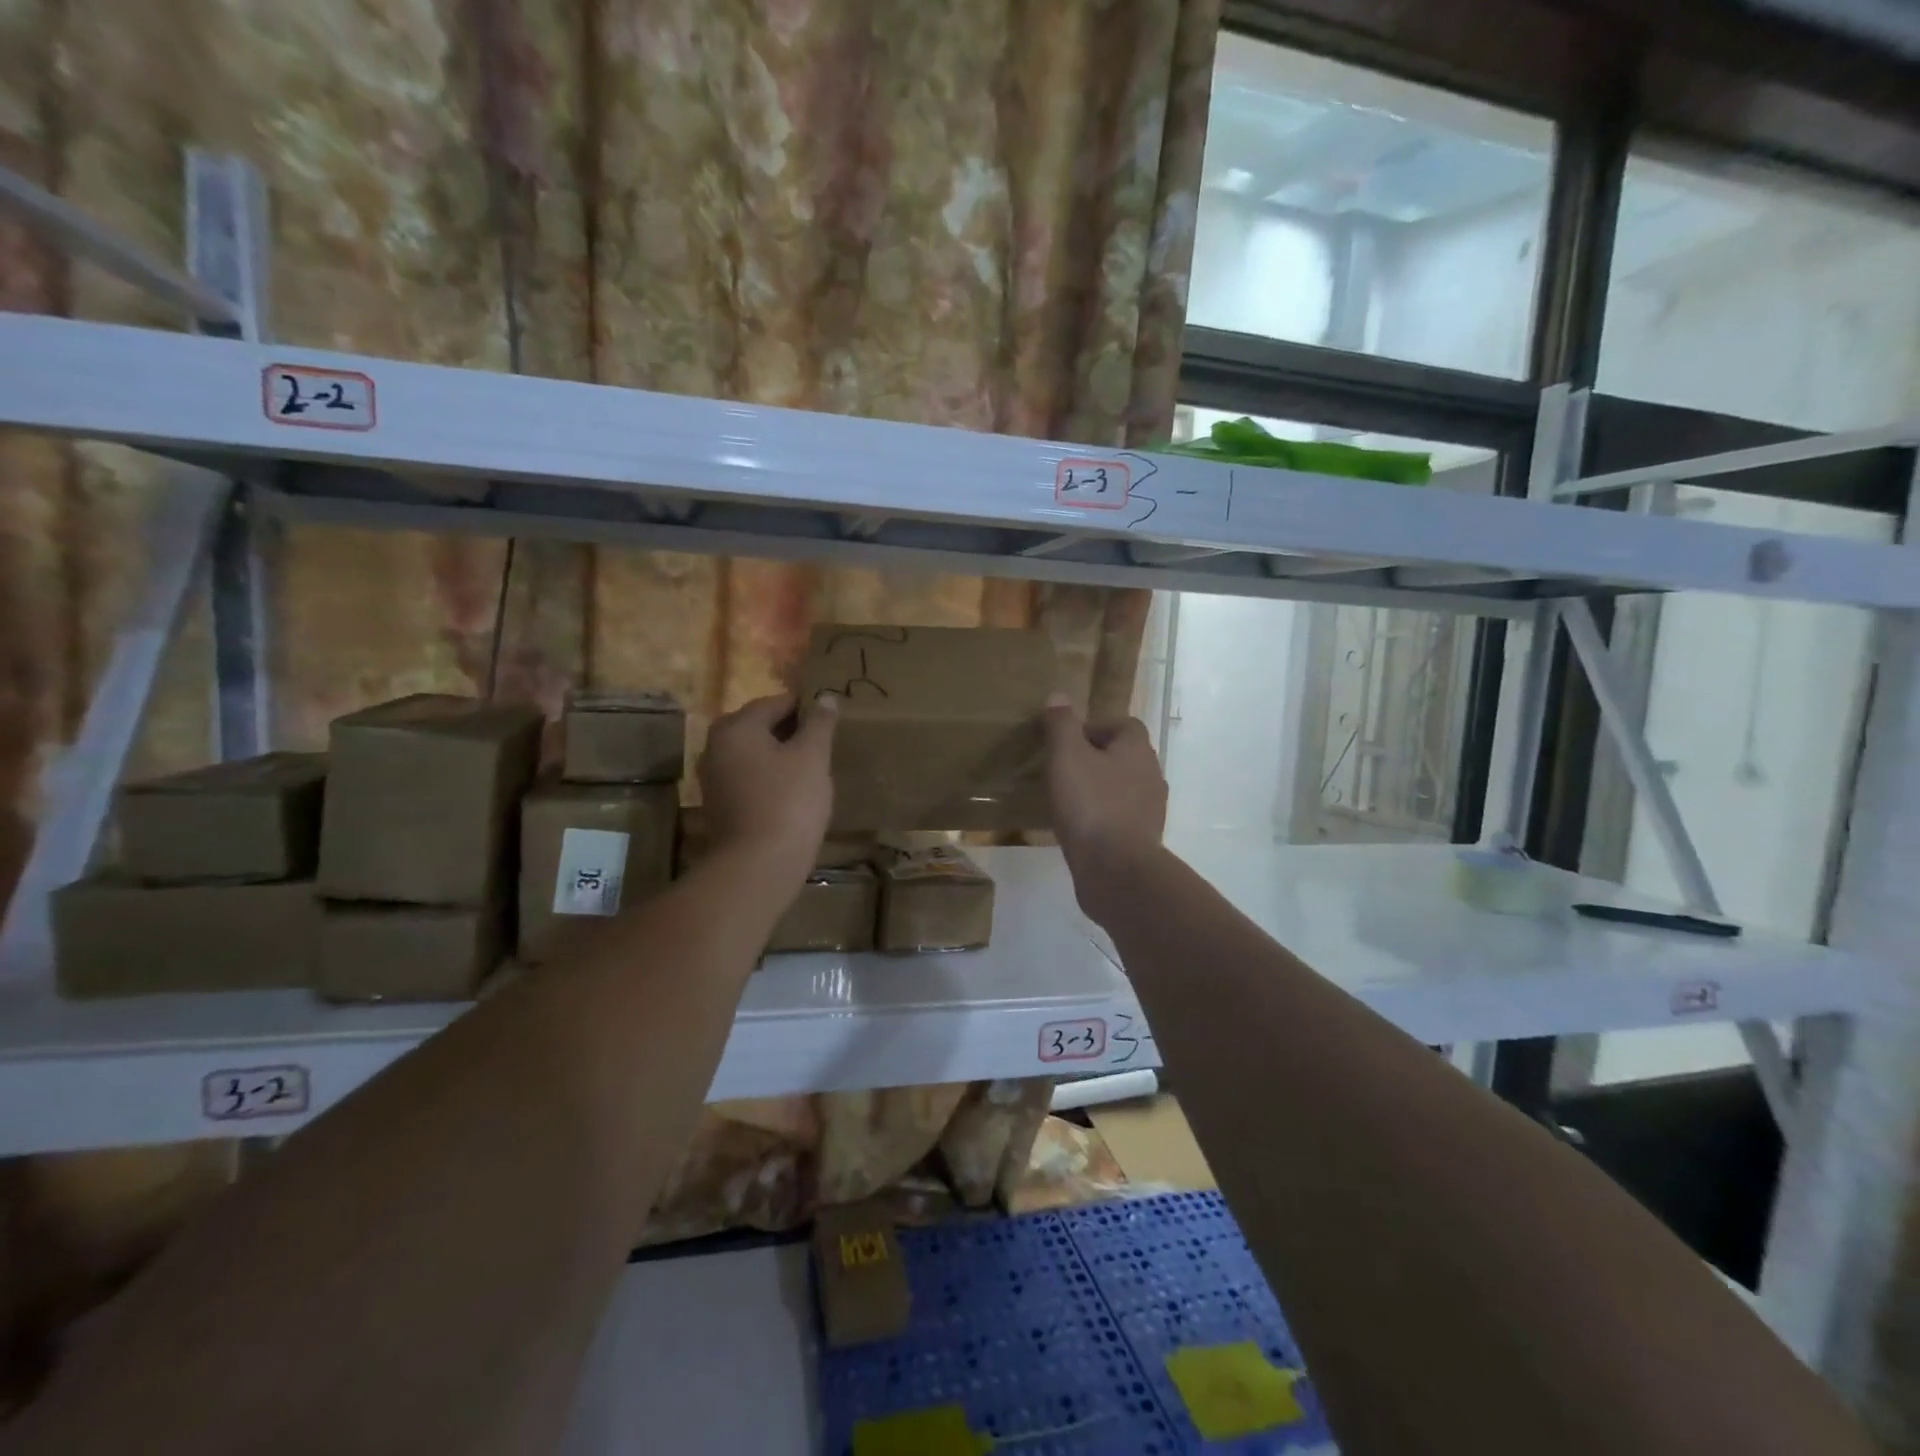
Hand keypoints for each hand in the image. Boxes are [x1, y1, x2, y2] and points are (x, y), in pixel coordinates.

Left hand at [698, 692, 837, 893]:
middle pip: (761, 727)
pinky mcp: (721, 805)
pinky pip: (750, 778)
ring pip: (755, 754)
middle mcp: (716, 746)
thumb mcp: (812, 756)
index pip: (776, 703)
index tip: (831, 720)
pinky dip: (771, 778)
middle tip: (825, 745)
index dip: (806, 708)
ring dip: (782, 756)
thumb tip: (826, 697)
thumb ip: (819, 723)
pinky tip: (795, 793)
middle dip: (793, 732)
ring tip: (814, 768)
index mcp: (736, 727)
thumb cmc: (788, 801)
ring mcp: (715, 778)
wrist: (758, 866)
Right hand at [1042, 692, 1165, 923]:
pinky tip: (1079, 828)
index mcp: (1138, 750)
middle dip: (1096, 759)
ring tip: (1068, 800)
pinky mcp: (1142, 840)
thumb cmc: (1091, 804)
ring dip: (1099, 789)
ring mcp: (1150, 811)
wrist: (1116, 870)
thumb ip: (1062, 725)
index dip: (1096, 728)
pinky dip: (1102, 818)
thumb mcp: (1067, 757)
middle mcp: (1151, 776)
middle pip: (1124, 757)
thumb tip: (1059, 696)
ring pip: (1123, 789)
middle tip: (1064, 769)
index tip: (1068, 742)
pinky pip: (1120, 819)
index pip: (1124, 725)